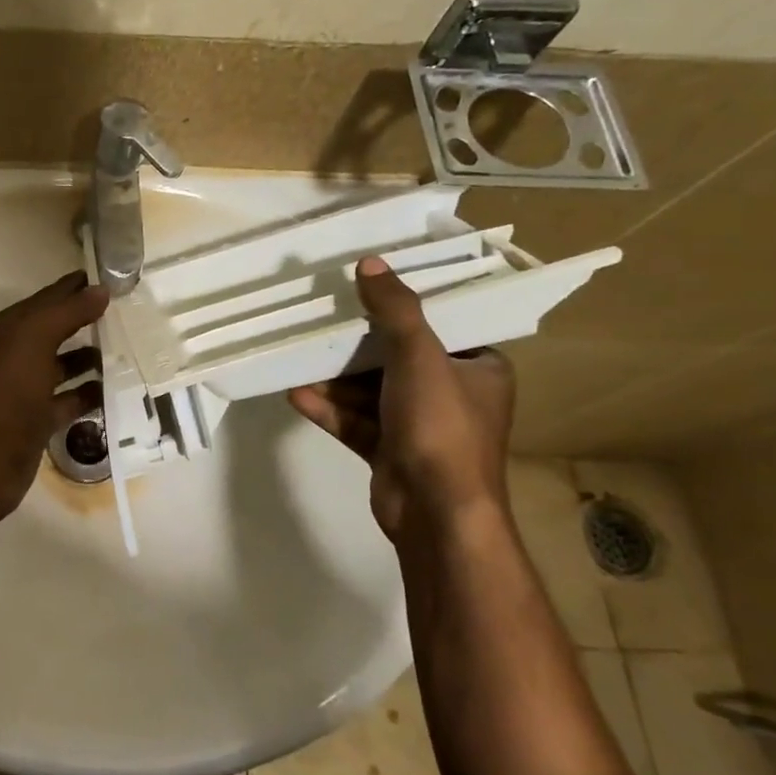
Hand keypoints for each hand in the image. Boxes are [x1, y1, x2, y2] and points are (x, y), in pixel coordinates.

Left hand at [0, 271, 108, 528]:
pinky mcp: (36, 420)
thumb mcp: (34, 340)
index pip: (45, 299)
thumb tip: (100, 289)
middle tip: (128, 313)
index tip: (114, 279)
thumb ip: (67, 311)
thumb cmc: (7, 392)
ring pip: (61, 366)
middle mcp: (11, 355)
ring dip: (90, 358)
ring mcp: (23, 390)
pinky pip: (67, 400)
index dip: (75, 287)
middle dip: (86, 321)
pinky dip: (88, 394)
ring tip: (128, 351)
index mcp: (4, 330)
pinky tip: (115, 389)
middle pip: (53, 330)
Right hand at [289, 256, 513, 549]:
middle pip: (398, 358)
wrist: (435, 512)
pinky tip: (296, 395)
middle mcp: (453, 396)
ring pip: (371, 392)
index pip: (442, 328)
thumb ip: (395, 310)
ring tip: (298, 358)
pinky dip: (330, 409)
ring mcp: (420, 427)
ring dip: (335, 379)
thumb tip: (370, 262)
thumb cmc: (440, 426)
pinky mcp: (390, 452)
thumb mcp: (419, 356)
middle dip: (356, 345)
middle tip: (321, 319)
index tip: (366, 289)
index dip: (405, 308)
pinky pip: (357, 421)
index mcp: (479, 369)